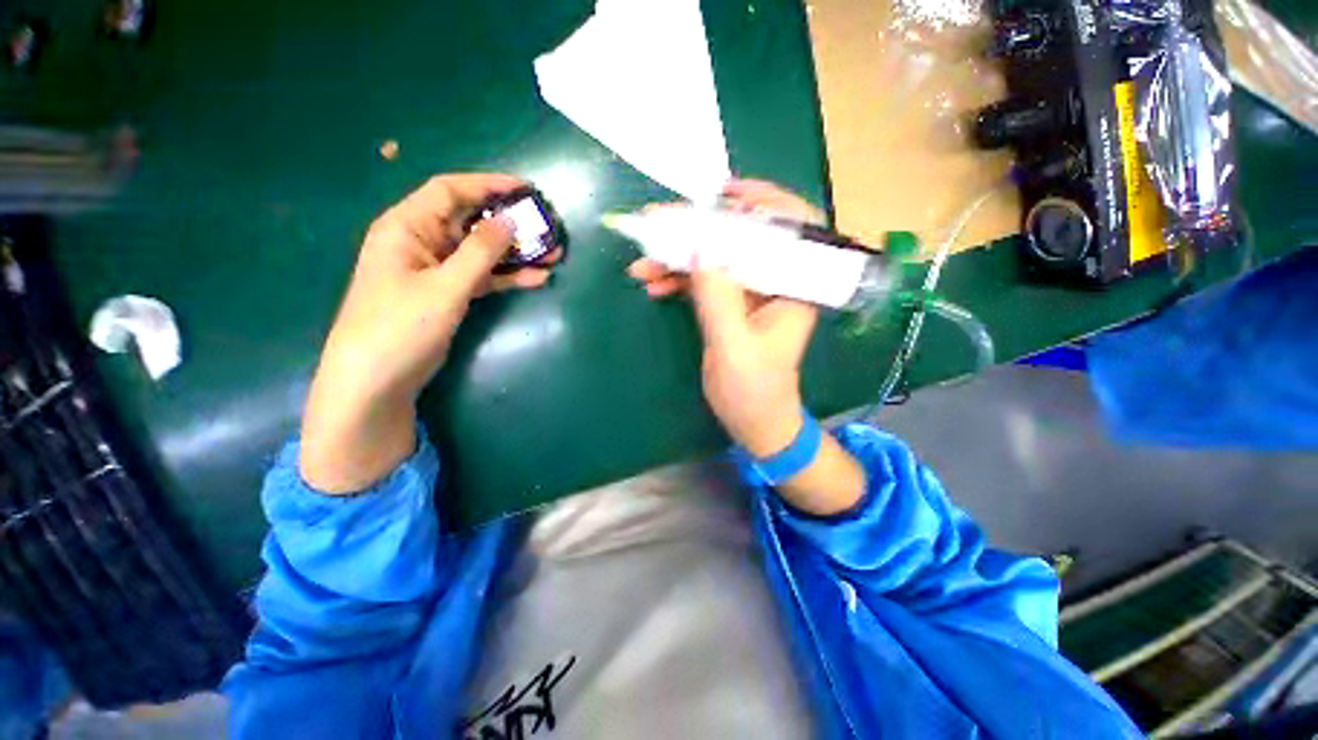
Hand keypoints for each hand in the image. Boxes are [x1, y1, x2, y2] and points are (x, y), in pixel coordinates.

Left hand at [301, 174, 556, 493]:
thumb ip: (479, 252)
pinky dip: (507, 277)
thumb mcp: (444, 286)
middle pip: (471, 221)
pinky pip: (482, 277)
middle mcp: (422, 242)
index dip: (488, 185)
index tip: (525, 190)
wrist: (377, 380)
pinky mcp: (448, 294)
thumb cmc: (401, 326)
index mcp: (408, 227)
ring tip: (553, 255)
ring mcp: (436, 270)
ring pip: (481, 251)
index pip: (450, 191)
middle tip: (547, 228)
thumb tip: (510, 221)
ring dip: (515, 253)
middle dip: (510, 224)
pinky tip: (536, 279)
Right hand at [627, 180, 822, 456]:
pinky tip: (654, 284)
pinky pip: (704, 281)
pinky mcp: (729, 305)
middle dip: (700, 232)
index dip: (763, 202)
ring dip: (678, 259)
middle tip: (659, 225)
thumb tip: (698, 249)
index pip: (790, 230)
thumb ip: (719, 298)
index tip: (725, 193)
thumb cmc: (754, 391)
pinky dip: (678, 279)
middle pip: (742, 240)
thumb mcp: (734, 348)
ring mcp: (749, 293)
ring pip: (716, 260)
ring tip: (642, 266)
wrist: (754, 421)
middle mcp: (775, 283)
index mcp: (793, 289)